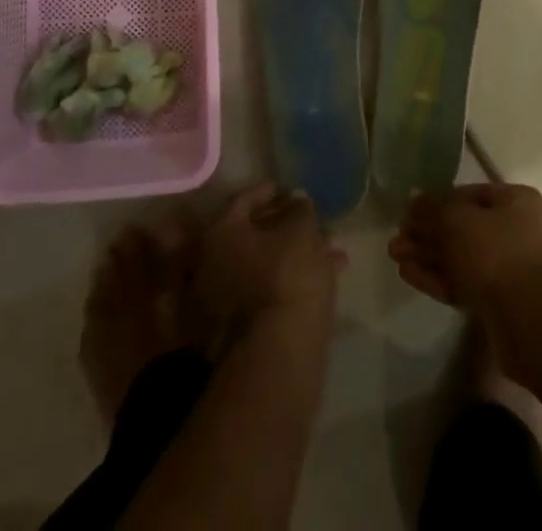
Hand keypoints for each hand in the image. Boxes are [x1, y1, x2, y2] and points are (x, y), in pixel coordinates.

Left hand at [191, 184, 342, 351]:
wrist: (278, 353)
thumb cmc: (286, 274)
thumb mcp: (301, 230)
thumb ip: (300, 209)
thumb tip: (297, 197)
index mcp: (220, 233)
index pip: (243, 200)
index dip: (268, 191)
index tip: (288, 189)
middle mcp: (211, 264)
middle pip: (251, 235)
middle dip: (284, 225)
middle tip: (310, 219)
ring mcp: (223, 300)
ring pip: (262, 265)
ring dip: (292, 253)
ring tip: (330, 247)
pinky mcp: (240, 329)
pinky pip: (267, 290)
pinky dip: (291, 279)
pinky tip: (327, 275)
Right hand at [389, 183, 541, 326]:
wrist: (528, 320)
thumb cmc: (495, 252)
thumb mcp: (456, 220)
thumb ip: (431, 208)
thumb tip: (413, 197)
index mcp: (516, 202)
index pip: (470, 194)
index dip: (438, 201)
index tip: (411, 211)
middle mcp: (516, 231)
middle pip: (462, 228)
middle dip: (427, 233)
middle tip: (396, 238)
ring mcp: (508, 269)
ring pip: (460, 257)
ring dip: (426, 255)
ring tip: (394, 255)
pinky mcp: (498, 302)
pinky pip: (462, 283)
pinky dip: (436, 277)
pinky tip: (407, 274)